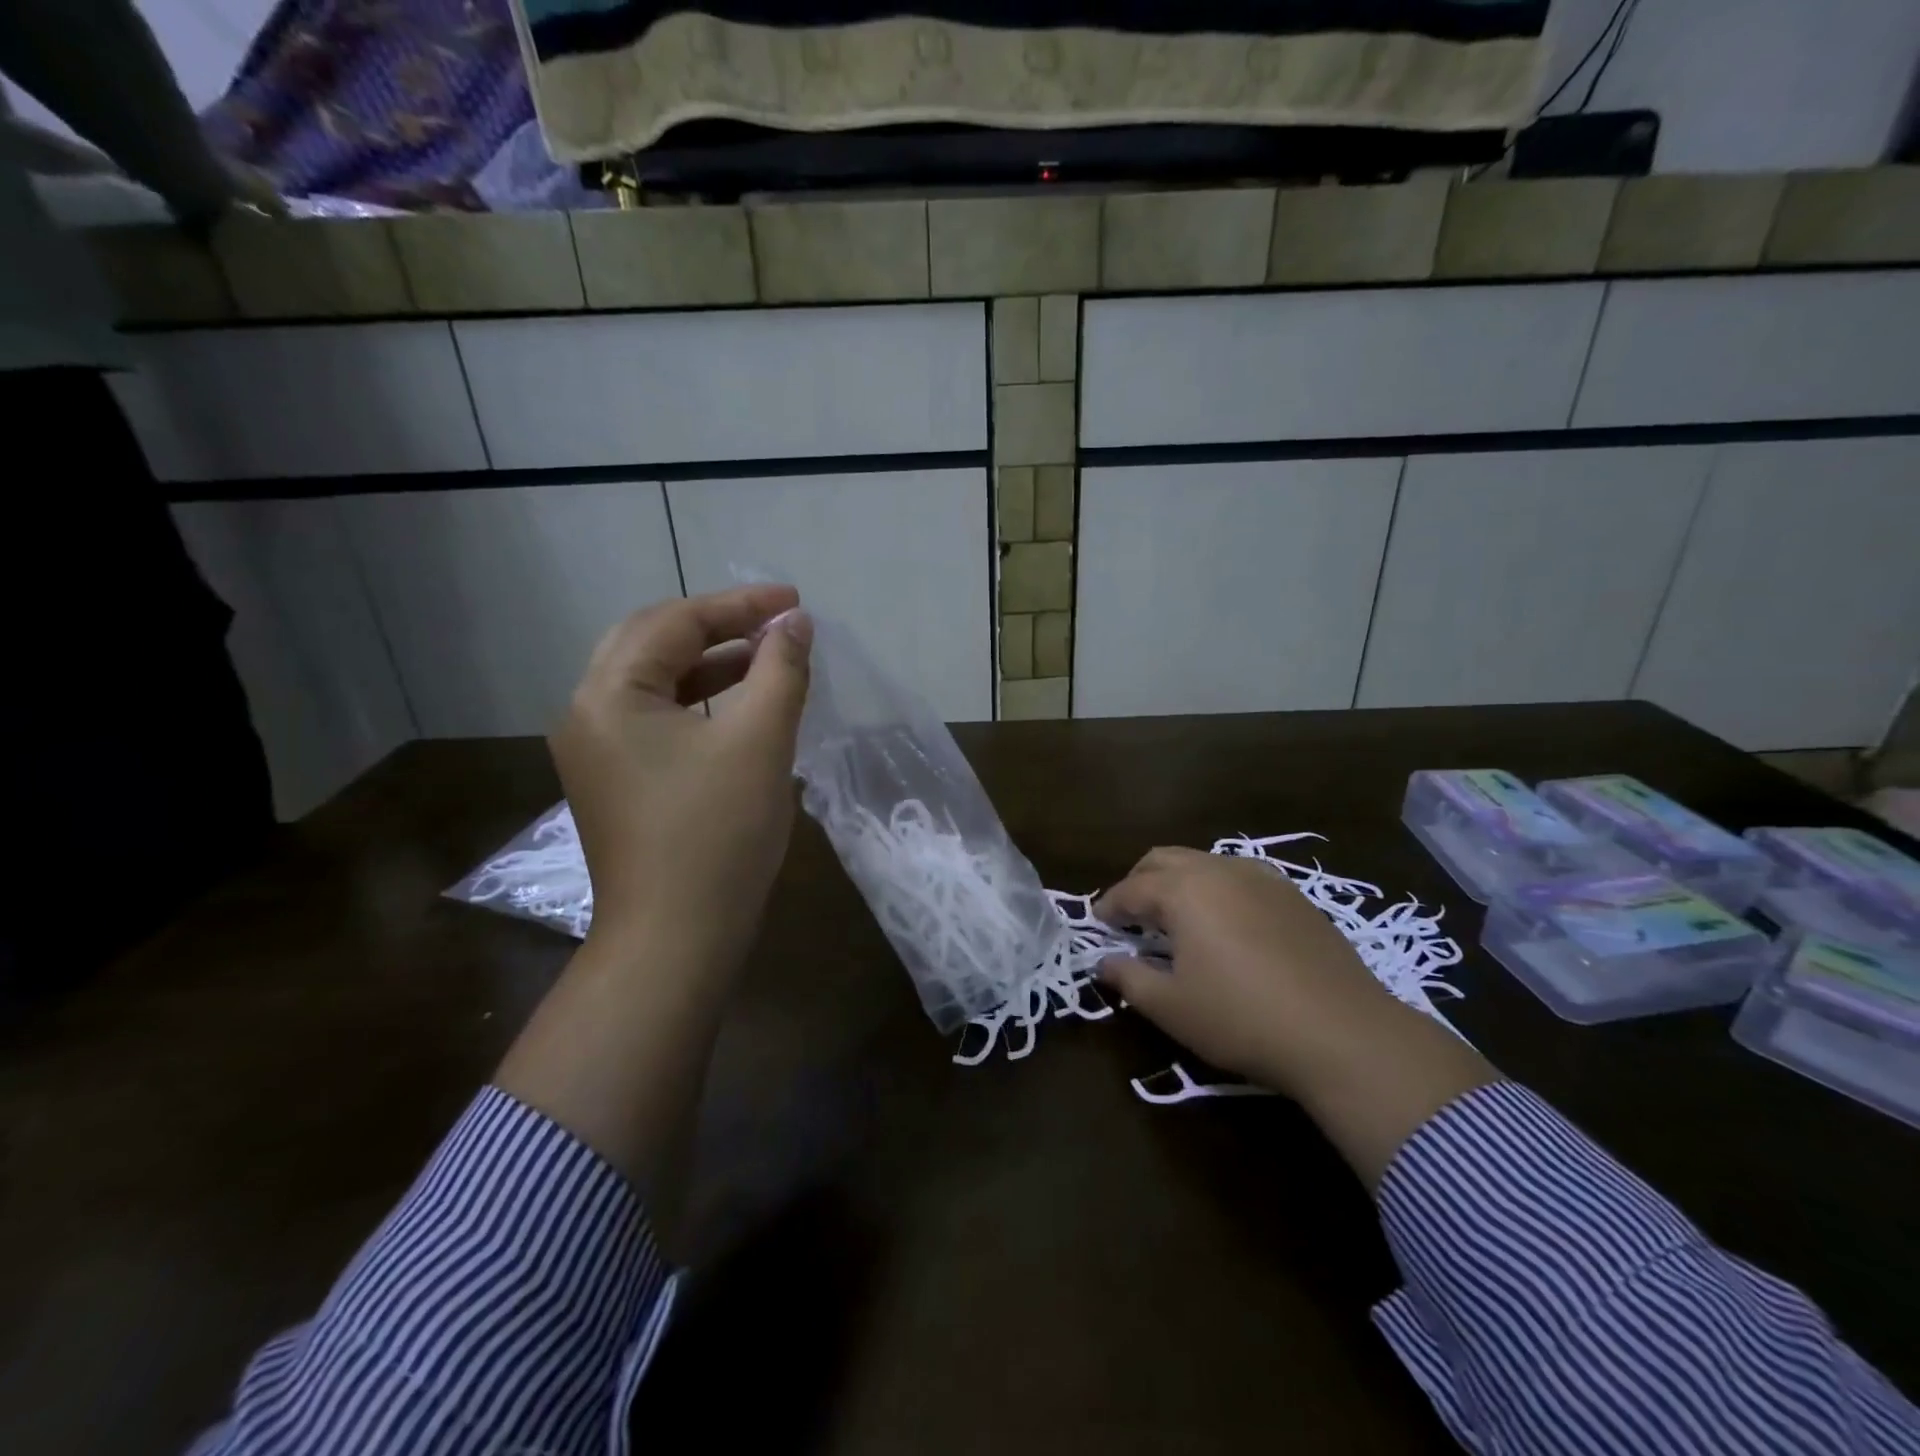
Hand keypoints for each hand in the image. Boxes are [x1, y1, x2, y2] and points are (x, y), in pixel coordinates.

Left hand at [548, 585, 812, 979]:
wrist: (676, 941)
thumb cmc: (718, 834)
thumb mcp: (760, 741)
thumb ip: (780, 670)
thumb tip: (796, 624)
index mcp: (610, 694)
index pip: (675, 623)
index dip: (740, 604)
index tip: (795, 602)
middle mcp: (587, 713)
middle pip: (652, 642)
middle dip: (718, 625)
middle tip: (774, 622)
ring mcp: (596, 752)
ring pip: (654, 682)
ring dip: (710, 663)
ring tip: (767, 657)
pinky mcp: (615, 782)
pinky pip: (656, 719)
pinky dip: (700, 702)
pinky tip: (741, 708)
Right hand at [1095, 849, 1496, 1187]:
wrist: (1344, 1033)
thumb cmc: (1242, 1018)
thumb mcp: (1172, 1007)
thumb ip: (1129, 978)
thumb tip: (1104, 963)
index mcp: (1183, 891)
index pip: (1131, 889)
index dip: (1109, 906)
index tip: (1098, 923)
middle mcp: (1218, 870)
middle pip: (1164, 860)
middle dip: (1139, 882)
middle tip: (1131, 915)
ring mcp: (1261, 878)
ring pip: (1204, 862)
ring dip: (1178, 882)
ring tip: (1175, 918)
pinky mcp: (1293, 895)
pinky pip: (1238, 876)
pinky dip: (1215, 889)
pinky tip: (1224, 923)